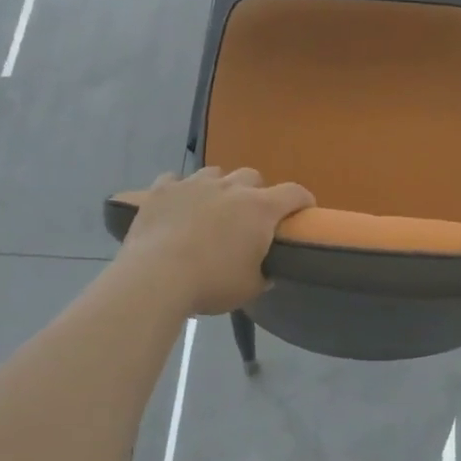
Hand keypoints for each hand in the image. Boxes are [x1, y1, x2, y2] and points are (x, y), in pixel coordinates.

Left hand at [116, 168, 314, 315]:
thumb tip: (266, 271)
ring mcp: (194, 184)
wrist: (156, 277)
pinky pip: (175, 181)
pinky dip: (180, 192)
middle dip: (255, 192)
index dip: (303, 200)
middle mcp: (230, 188)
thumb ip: (263, 273)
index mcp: (259, 209)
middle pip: (252, 176)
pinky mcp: (162, 190)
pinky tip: (176, 207)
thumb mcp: (250, 287)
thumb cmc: (212, 283)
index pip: (294, 193)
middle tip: (248, 216)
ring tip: (211, 208)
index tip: (304, 210)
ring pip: (215, 173)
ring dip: (219, 187)